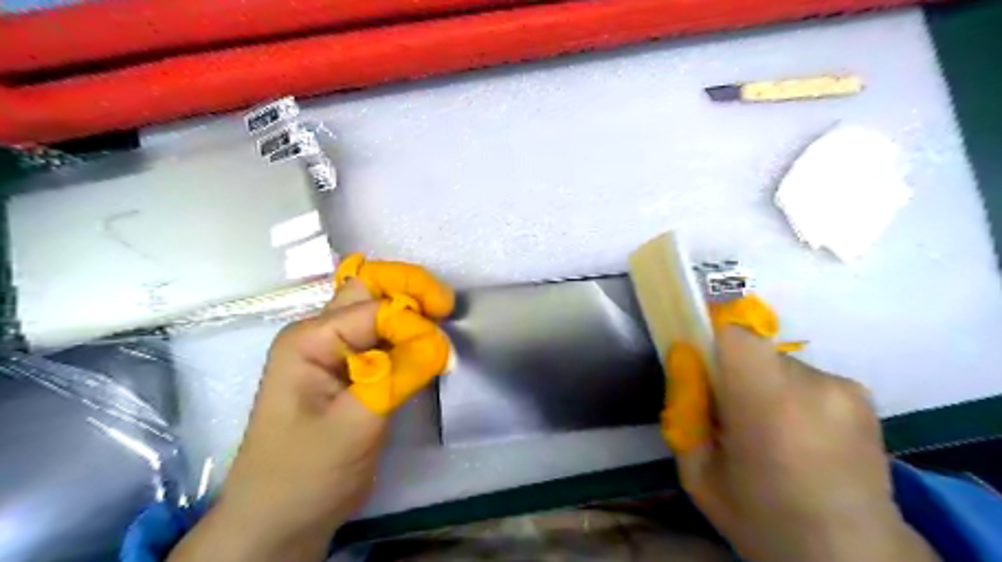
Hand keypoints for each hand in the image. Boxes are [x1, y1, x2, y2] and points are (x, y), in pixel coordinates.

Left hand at [171, 256, 454, 561]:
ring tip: (442, 325)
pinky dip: (411, 336)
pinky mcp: (355, 370)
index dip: (410, 322)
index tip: (440, 351)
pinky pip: (386, 338)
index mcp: (310, 339)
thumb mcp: (352, 427)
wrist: (282, 520)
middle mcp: (322, 334)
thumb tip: (440, 342)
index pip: (373, 309)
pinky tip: (427, 348)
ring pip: (381, 310)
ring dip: (413, 312)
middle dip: (412, 291)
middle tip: (447, 308)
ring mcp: (337, 351)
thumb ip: (395, 378)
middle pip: (371, 290)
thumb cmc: (304, 474)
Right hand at [671, 324, 940, 561]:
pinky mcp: (863, 395)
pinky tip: (800, 436)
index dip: (711, 338)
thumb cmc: (764, 520)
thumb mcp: (699, 475)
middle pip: (753, 349)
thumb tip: (685, 365)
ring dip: (764, 385)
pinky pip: (806, 378)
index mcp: (768, 405)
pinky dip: (793, 396)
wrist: (853, 557)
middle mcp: (812, 385)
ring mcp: (844, 388)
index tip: (700, 362)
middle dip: (733, 371)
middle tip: (729, 412)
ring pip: (778, 364)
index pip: (734, 335)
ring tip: (770, 431)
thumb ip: (686, 412)